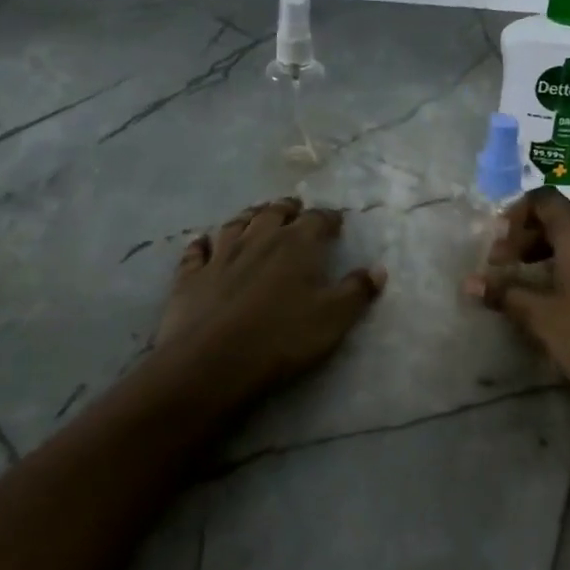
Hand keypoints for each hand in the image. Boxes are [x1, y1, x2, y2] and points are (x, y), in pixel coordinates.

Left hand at [155, 197, 386, 396]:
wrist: (213, 361)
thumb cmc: (282, 337)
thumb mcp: (334, 318)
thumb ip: (357, 291)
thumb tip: (378, 269)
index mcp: (296, 244)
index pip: (317, 220)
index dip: (329, 218)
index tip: (336, 221)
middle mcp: (258, 239)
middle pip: (274, 213)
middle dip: (287, 208)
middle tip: (295, 209)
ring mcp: (220, 255)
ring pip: (235, 224)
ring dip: (248, 216)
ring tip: (256, 214)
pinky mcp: (190, 277)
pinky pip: (196, 251)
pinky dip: (201, 243)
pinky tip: (202, 242)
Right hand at [465, 189, 569, 407]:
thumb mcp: (541, 318)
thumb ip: (504, 294)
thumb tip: (469, 283)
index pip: (544, 200)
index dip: (516, 215)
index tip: (498, 246)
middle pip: (561, 220)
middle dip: (527, 238)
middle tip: (502, 269)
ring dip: (549, 254)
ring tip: (526, 287)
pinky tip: (560, 301)